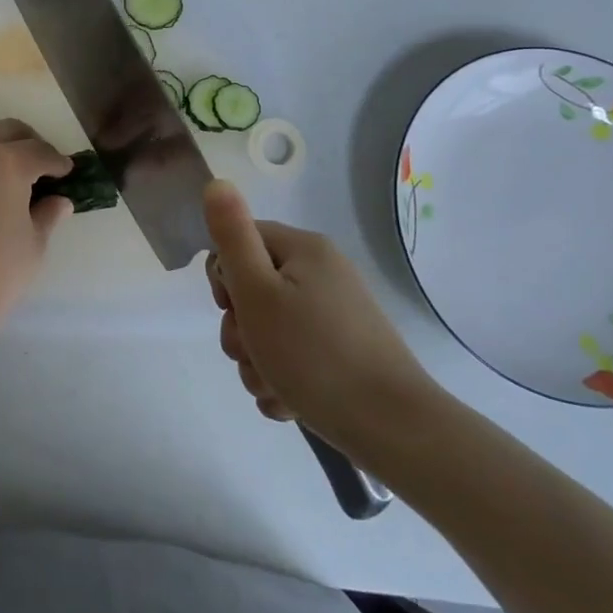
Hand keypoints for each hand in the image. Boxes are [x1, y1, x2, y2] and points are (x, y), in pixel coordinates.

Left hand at [0, 120, 73, 378]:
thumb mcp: (34, 244)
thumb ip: (48, 214)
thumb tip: (60, 200)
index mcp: (7, 162)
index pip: (40, 152)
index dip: (58, 162)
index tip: (68, 172)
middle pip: (7, 131)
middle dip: (29, 143)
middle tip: (43, 167)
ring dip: (1, 151)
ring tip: (15, 180)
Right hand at [203, 180, 437, 462]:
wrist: (395, 430)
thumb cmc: (314, 355)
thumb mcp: (258, 292)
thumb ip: (232, 236)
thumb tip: (217, 182)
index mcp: (304, 250)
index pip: (240, 242)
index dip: (225, 277)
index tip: (233, 309)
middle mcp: (322, 274)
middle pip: (253, 289)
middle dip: (241, 328)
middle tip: (253, 353)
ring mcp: (335, 315)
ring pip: (269, 329)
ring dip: (257, 361)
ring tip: (274, 386)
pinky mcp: (344, 353)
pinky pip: (294, 355)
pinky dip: (283, 378)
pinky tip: (289, 402)